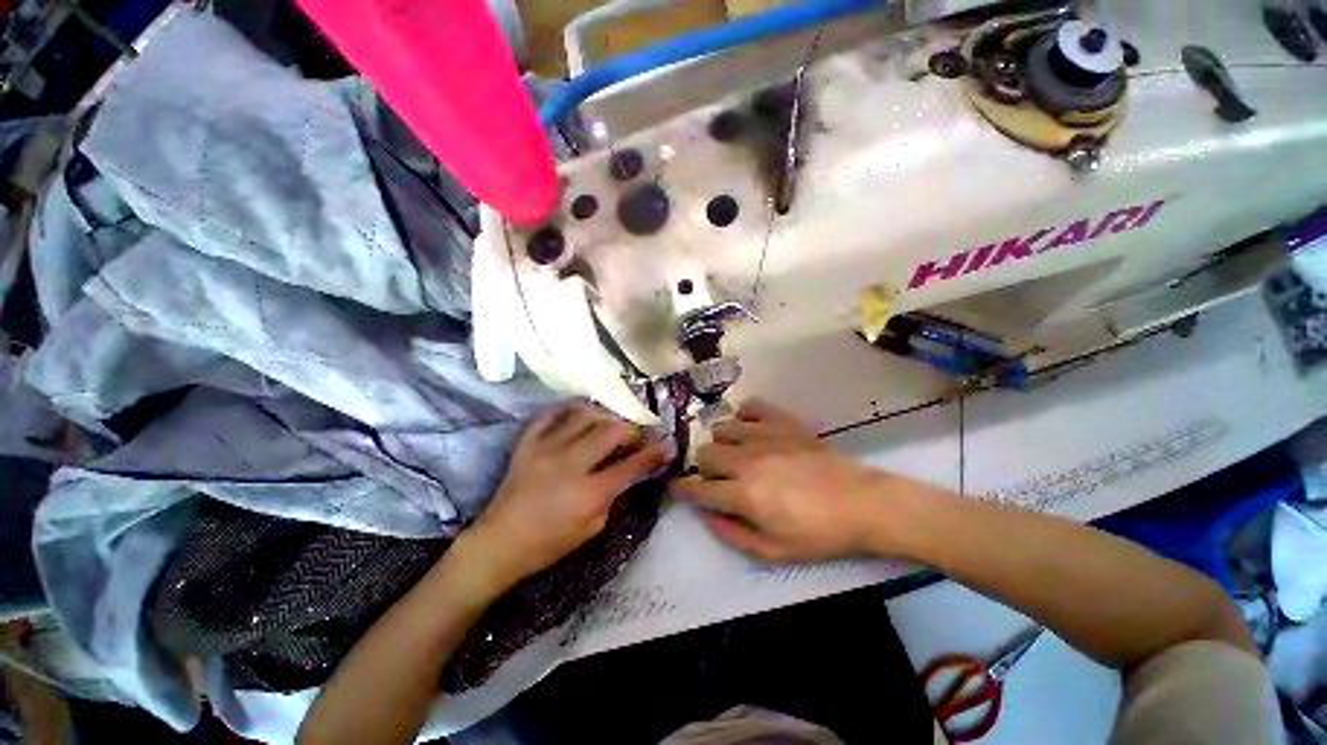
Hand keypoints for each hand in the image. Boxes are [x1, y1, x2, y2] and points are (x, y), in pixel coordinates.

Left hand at [461, 403, 669, 587]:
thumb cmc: (550, 543)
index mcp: (589, 493)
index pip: (631, 465)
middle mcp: (570, 464)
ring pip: (584, 415)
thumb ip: (614, 494)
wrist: (500, 542)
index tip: (665, 444)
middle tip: (633, 437)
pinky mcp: (527, 443)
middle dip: (630, 430)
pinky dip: (569, 410)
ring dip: (603, 417)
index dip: (653, 453)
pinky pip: (551, 414)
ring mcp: (546, 449)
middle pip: (611, 431)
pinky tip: (579, 416)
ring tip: (607, 425)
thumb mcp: (593, 527)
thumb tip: (630, 469)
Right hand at [670, 399, 925, 561]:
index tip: (676, 488)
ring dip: (722, 443)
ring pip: (722, 428)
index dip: (681, 489)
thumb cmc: (818, 534)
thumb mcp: (772, 551)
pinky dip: (745, 416)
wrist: (863, 504)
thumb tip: (703, 513)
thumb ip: (730, 533)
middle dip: (704, 468)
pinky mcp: (783, 421)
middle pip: (705, 453)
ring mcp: (765, 435)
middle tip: (719, 479)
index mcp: (743, 494)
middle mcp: (746, 459)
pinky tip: (752, 429)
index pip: (697, 488)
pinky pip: (751, 406)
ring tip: (736, 454)